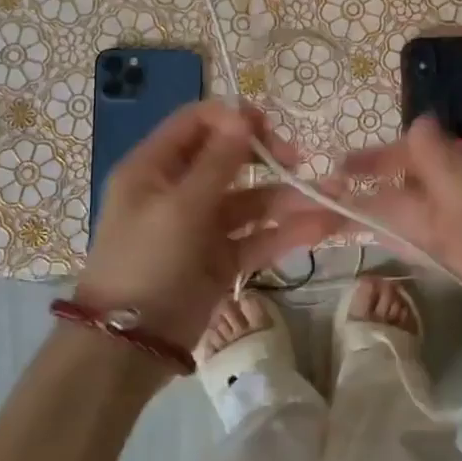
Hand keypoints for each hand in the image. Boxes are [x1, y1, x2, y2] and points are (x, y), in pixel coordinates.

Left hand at [77, 101, 332, 354]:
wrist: (129, 345)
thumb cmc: (147, 261)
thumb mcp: (179, 207)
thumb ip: (217, 162)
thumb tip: (242, 115)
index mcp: (154, 168)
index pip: (196, 124)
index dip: (232, 119)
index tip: (269, 126)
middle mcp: (178, 190)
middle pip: (228, 160)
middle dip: (267, 156)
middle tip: (300, 159)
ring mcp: (202, 226)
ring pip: (250, 201)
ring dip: (288, 197)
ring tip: (332, 195)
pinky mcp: (221, 259)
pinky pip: (257, 237)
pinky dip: (287, 232)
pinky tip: (322, 227)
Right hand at [332, 116, 461, 391]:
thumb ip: (444, 163)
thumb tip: (417, 118)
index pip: (411, 155)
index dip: (374, 159)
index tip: (335, 169)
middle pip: (405, 184)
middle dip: (366, 187)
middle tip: (319, 197)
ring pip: (409, 213)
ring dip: (373, 211)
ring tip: (331, 218)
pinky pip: (421, 241)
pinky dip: (394, 236)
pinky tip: (375, 239)